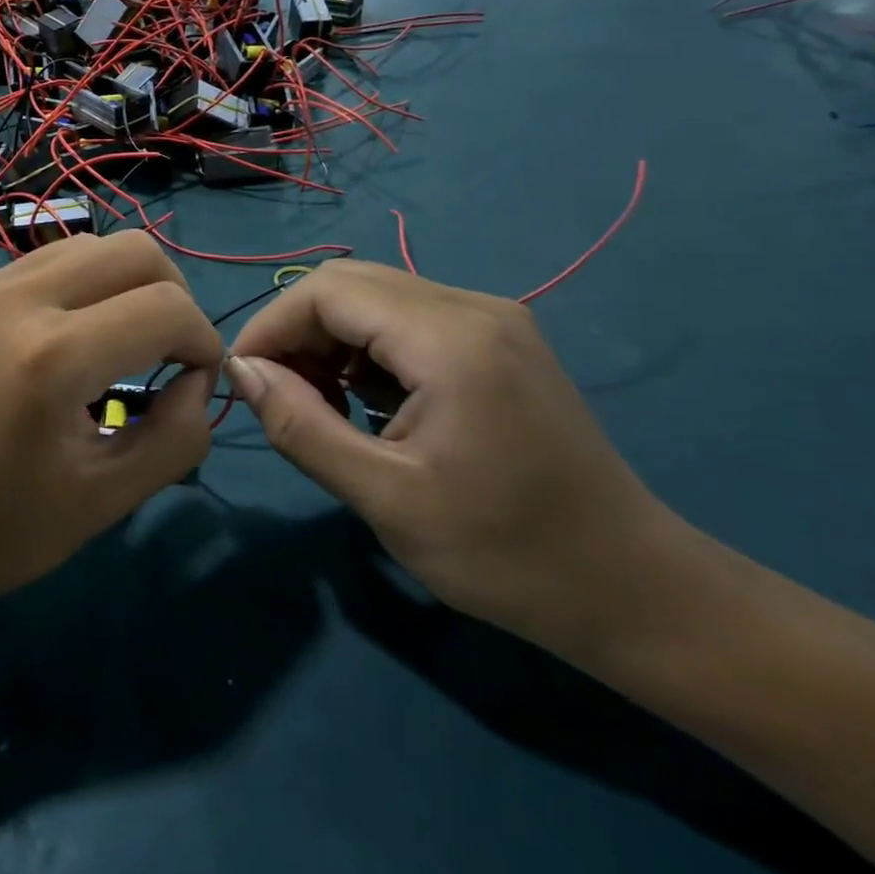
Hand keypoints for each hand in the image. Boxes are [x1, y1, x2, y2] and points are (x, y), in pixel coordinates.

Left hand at [0, 231, 222, 625]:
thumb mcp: (104, 502)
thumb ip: (177, 437)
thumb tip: (197, 379)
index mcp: (50, 358)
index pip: (167, 307)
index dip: (203, 339)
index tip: (196, 378)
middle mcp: (7, 301)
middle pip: (131, 248)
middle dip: (170, 294)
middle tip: (165, 348)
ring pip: (77, 248)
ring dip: (115, 286)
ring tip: (108, 343)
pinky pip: (24, 272)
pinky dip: (60, 297)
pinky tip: (42, 351)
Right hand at [227, 261, 680, 656]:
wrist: (631, 589)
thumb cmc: (505, 554)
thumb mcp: (385, 498)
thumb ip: (301, 425)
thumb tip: (242, 371)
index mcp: (450, 339)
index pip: (327, 291)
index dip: (272, 325)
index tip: (244, 380)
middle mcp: (474, 307)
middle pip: (350, 284)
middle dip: (297, 331)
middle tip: (279, 394)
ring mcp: (493, 320)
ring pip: (377, 298)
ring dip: (330, 340)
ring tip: (320, 404)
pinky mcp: (499, 340)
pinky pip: (408, 319)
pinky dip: (367, 349)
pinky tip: (366, 403)